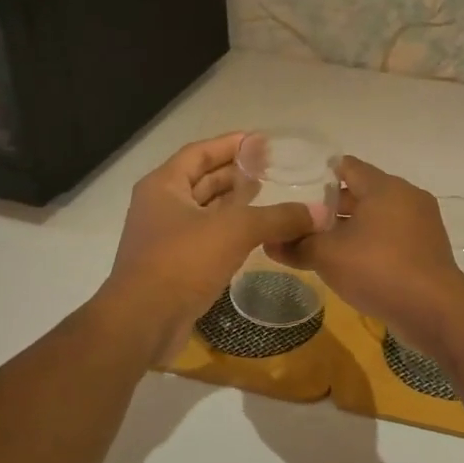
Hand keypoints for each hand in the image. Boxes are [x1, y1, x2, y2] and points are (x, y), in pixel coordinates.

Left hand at [102, 133, 327, 361]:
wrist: (143, 322)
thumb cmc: (182, 262)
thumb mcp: (235, 231)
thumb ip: (278, 218)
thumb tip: (320, 213)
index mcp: (164, 186)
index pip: (199, 153)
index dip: (230, 144)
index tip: (260, 140)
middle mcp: (160, 206)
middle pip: (201, 180)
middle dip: (234, 173)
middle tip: (270, 167)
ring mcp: (166, 238)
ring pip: (204, 211)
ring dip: (233, 203)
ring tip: (266, 195)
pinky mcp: (175, 266)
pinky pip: (207, 237)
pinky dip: (230, 231)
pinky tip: (255, 234)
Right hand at [266, 156, 463, 348]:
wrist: (434, 310)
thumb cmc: (378, 269)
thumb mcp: (328, 256)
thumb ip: (297, 245)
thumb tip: (270, 242)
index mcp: (385, 187)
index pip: (348, 167)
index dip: (321, 175)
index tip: (298, 186)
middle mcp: (407, 197)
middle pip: (364, 193)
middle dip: (334, 207)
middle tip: (303, 221)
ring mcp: (422, 224)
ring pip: (379, 218)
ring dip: (353, 228)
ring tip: (322, 244)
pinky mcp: (429, 250)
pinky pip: (393, 238)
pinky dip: (372, 244)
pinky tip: (352, 264)